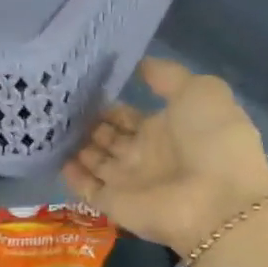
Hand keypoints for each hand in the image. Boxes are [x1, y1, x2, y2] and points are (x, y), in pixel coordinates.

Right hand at [62, 58, 267, 257]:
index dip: (109, 104)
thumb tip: (140, 63)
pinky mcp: (113, 204)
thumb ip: (167, 76)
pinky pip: (86, 188)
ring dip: (76, 145)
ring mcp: (128, 181)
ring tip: (50, 124)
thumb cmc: (212, 140)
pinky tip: (52, 154)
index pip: (128, 115)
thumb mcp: (199, 91)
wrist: (217, 200)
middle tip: (60, 105)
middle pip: (109, 137)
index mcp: (166, 128)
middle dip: (88, 123)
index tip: (81, 88)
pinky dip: (71, 175)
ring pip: (95, 160)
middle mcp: (144, 154)